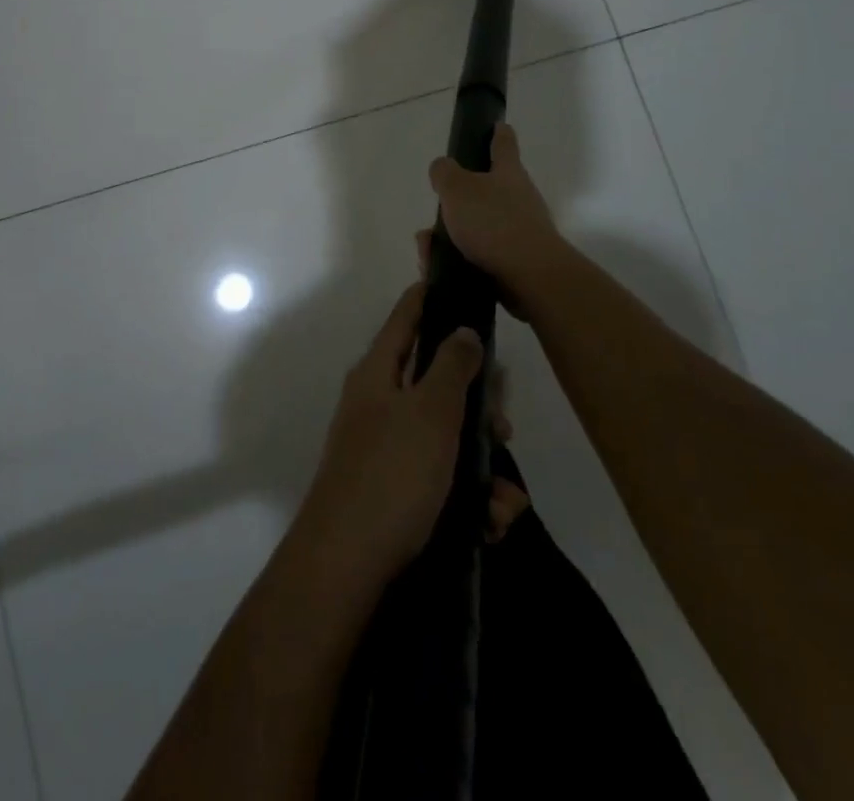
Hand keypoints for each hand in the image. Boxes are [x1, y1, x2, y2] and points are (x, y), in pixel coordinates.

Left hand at [298, 282, 528, 590]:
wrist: (348, 566)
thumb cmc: (392, 474)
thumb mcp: (430, 412)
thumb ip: (452, 366)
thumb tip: (462, 329)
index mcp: (378, 372)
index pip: (407, 316)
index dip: (433, 298)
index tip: (465, 288)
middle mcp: (379, 402)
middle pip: (436, 380)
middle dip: (478, 404)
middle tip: (505, 423)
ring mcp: (387, 448)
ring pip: (447, 436)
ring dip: (482, 464)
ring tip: (504, 500)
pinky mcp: (397, 491)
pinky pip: (442, 479)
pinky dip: (470, 498)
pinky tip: (490, 525)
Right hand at [424, 124, 568, 320]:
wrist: (530, 277)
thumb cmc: (493, 222)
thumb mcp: (457, 188)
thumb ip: (444, 173)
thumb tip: (443, 168)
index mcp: (508, 173)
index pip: (504, 144)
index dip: (498, 133)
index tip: (497, 125)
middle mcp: (519, 198)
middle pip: (487, 190)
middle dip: (458, 200)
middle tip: (437, 209)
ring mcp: (520, 231)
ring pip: (477, 226)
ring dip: (450, 235)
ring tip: (427, 248)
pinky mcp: (515, 261)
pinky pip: (478, 254)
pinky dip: (456, 258)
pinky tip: (437, 268)